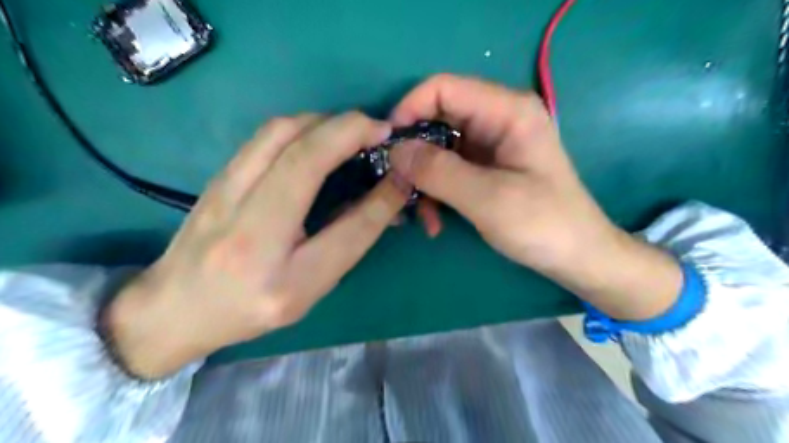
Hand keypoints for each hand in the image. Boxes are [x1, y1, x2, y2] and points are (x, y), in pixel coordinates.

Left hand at [105, 113, 405, 378]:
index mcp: (275, 266)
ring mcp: (223, 188)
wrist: (175, 307)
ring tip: (353, 133)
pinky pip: (266, 135)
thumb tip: (386, 194)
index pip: (344, 222)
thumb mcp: (310, 287)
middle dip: (349, 128)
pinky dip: (302, 125)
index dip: (378, 190)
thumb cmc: (250, 307)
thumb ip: (349, 240)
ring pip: (280, 130)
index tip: (399, 161)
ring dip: (325, 122)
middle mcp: (244, 220)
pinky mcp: (218, 173)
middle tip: (379, 131)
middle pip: (301, 150)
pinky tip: (318, 138)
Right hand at [390, 74, 684, 320]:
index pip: (443, 88)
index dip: (409, 109)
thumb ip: (438, 171)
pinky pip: (448, 169)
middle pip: (436, 119)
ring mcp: (490, 145)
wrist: (576, 256)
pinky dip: (436, 191)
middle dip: (413, 153)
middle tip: (398, 186)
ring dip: (423, 180)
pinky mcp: (485, 167)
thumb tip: (394, 150)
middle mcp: (497, 119)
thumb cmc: (542, 225)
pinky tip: (434, 220)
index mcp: (507, 111)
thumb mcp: (487, 198)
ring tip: (420, 215)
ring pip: (438, 148)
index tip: (386, 145)